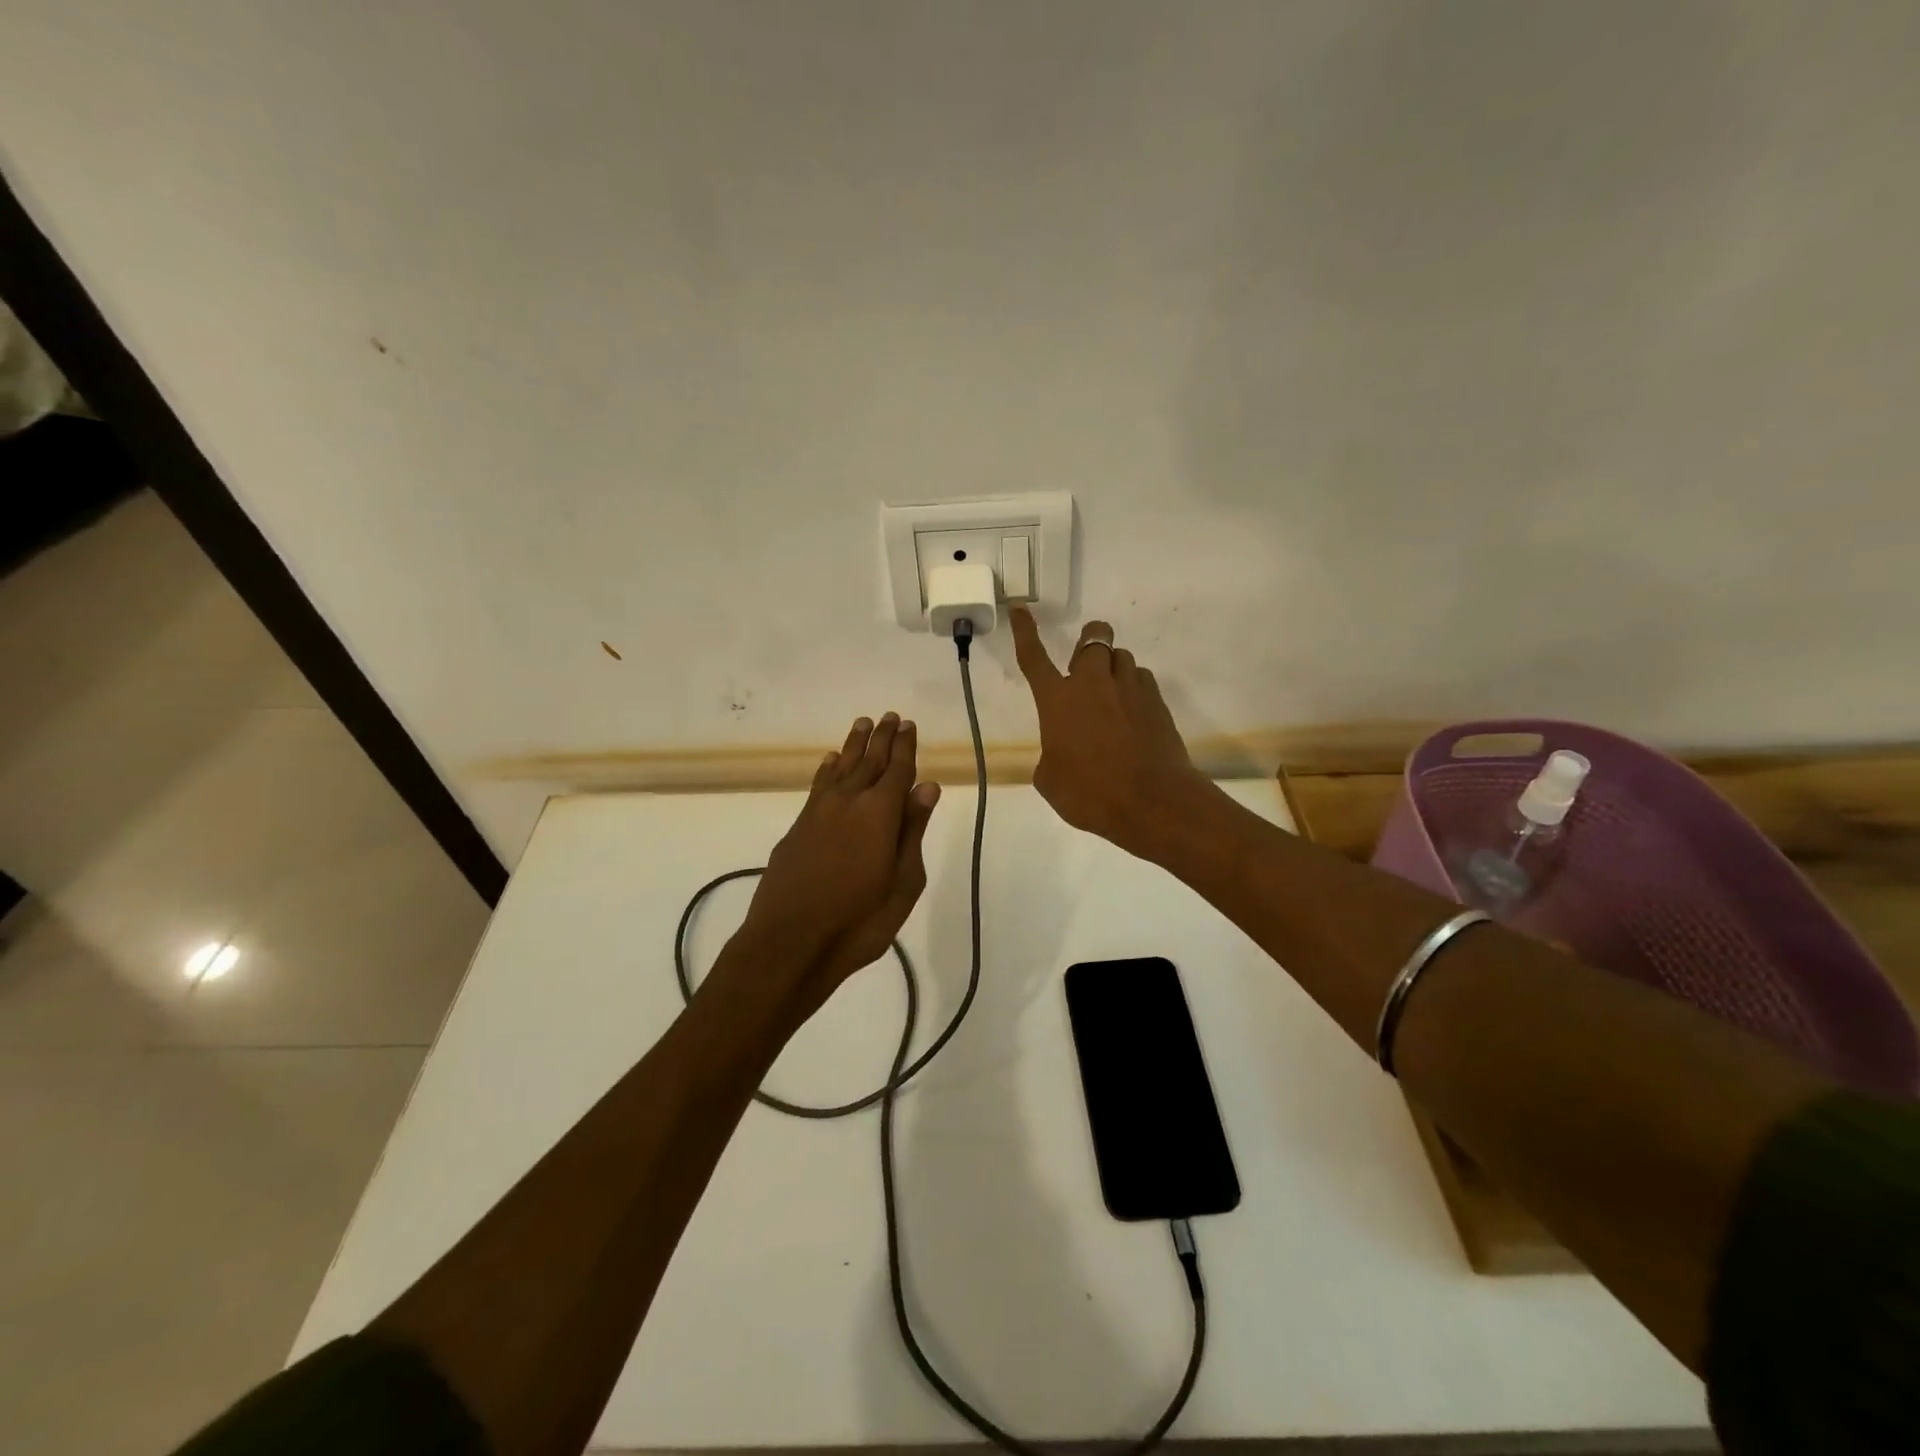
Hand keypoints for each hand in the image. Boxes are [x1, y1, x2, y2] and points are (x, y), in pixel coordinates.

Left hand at [738, 713, 939, 1013]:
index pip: (897, 770)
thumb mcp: (903, 882)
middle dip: (880, 738)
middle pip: (868, 762)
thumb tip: (927, 786)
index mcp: (880, 813)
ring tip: (862, 724)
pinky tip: (830, 761)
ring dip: (852, 746)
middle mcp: (848, 802)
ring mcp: (818, 813)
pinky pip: (818, 786)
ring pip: (840, 768)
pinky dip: (827, 769)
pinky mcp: (797, 828)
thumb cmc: (860, 921)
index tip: (908, 724)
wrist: (790, 944)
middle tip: (888, 716)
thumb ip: (913, 830)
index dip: (904, 746)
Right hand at [1011, 608, 1209, 858]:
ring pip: (1121, 657)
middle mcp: (1093, 684)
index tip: (1021, 610)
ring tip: (1112, 697)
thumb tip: (1063, 750)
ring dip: (1112, 668)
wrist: (1153, 803)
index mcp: (1058, 700)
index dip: (1025, 631)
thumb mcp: (1051, 781)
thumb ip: (1052, 755)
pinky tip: (1133, 714)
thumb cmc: (1091, 794)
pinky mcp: (1157, 701)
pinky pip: (1142, 680)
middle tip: (1084, 667)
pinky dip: (1134, 688)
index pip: (1033, 657)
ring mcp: (1130, 688)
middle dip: (1089, 642)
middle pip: (1094, 638)